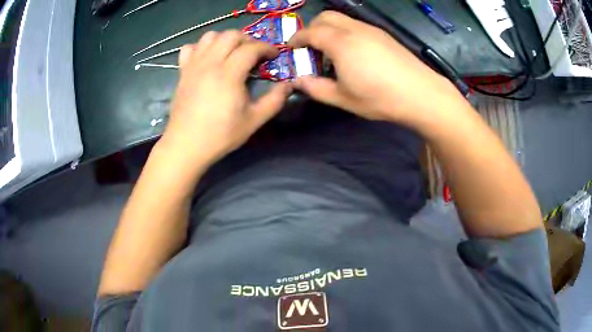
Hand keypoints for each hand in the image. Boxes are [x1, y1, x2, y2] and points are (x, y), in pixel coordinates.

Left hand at [160, 30, 291, 165]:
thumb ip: (274, 100)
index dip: (266, 48)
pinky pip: (189, 48)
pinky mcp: (183, 72)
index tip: (274, 55)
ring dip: (224, 39)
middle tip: (254, 53)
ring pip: (209, 36)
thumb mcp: (253, 121)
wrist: (186, 145)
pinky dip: (200, 47)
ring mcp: (193, 66)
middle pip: (230, 35)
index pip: (251, 48)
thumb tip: (289, 85)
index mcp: (229, 74)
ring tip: (231, 52)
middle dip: (247, 39)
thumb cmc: (220, 135)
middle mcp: (210, 63)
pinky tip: (207, 59)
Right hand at [288, 11, 462, 125]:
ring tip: (332, 52)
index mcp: (340, 43)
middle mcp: (354, 29)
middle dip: (312, 28)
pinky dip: (345, 32)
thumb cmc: (379, 98)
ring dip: (330, 29)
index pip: (310, 31)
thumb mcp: (343, 99)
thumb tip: (298, 81)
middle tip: (310, 48)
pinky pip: (357, 26)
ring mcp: (371, 30)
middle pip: (326, 16)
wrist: (420, 94)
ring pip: (342, 19)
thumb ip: (316, 88)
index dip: (297, 38)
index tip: (291, 48)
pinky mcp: (384, 35)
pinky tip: (353, 53)